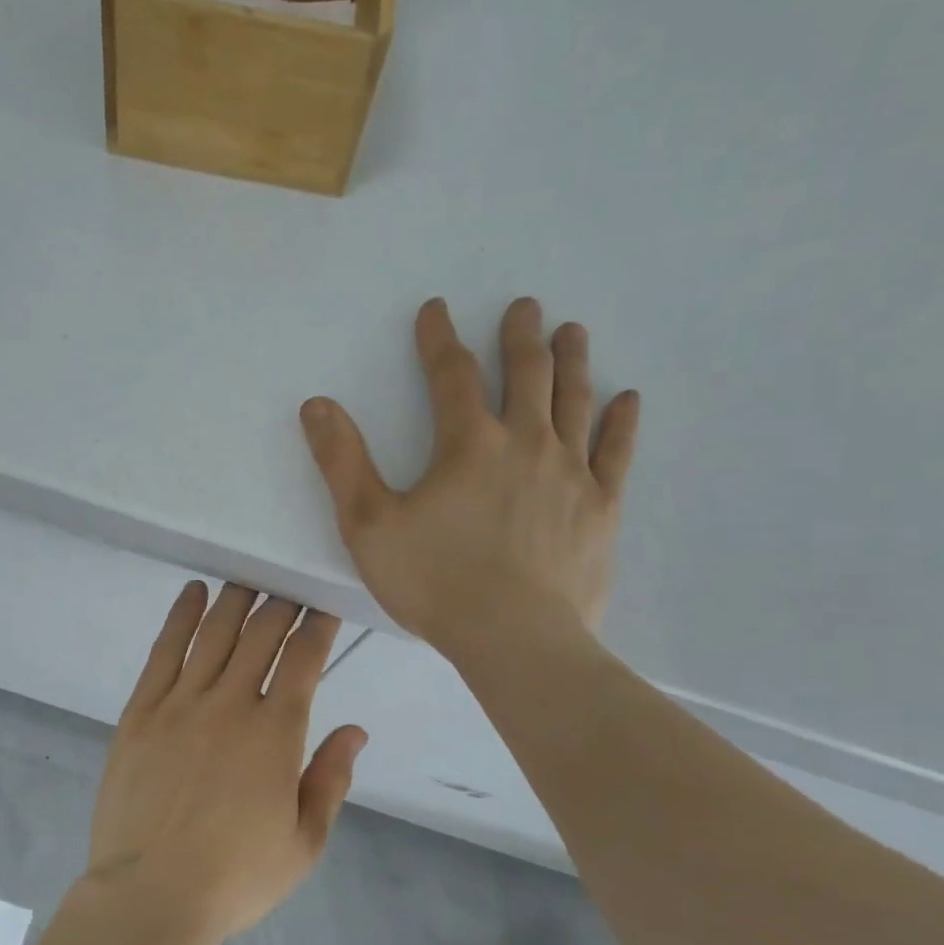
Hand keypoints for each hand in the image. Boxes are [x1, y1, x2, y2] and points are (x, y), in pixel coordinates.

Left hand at [86, 583, 366, 942]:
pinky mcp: (140, 713)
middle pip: (260, 634)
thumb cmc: (235, 877)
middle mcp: (230, 704)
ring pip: (214, 633)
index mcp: (275, 733)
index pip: (303, 659)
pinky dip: (180, 617)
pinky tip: (192, 594)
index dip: (317, 627)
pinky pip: (164, 652)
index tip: (323, 609)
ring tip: (248, 579)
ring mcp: (180, 704)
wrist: (150, 897)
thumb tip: (355, 730)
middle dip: (281, 605)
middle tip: (289, 588)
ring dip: (235, 600)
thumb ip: (331, 780)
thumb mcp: (304, 843)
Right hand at [299, 297, 639, 663]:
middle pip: (526, 374)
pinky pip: (615, 453)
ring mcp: (571, 473)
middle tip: (524, 306)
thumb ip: (342, 462)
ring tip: (572, 331)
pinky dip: (621, 421)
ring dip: (572, 361)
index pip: (451, 375)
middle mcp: (525, 443)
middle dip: (521, 336)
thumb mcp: (368, 525)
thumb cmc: (435, 582)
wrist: (514, 638)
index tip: (436, 310)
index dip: (439, 338)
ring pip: (574, 401)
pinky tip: (626, 398)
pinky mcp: (600, 508)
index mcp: (468, 445)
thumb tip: (317, 405)